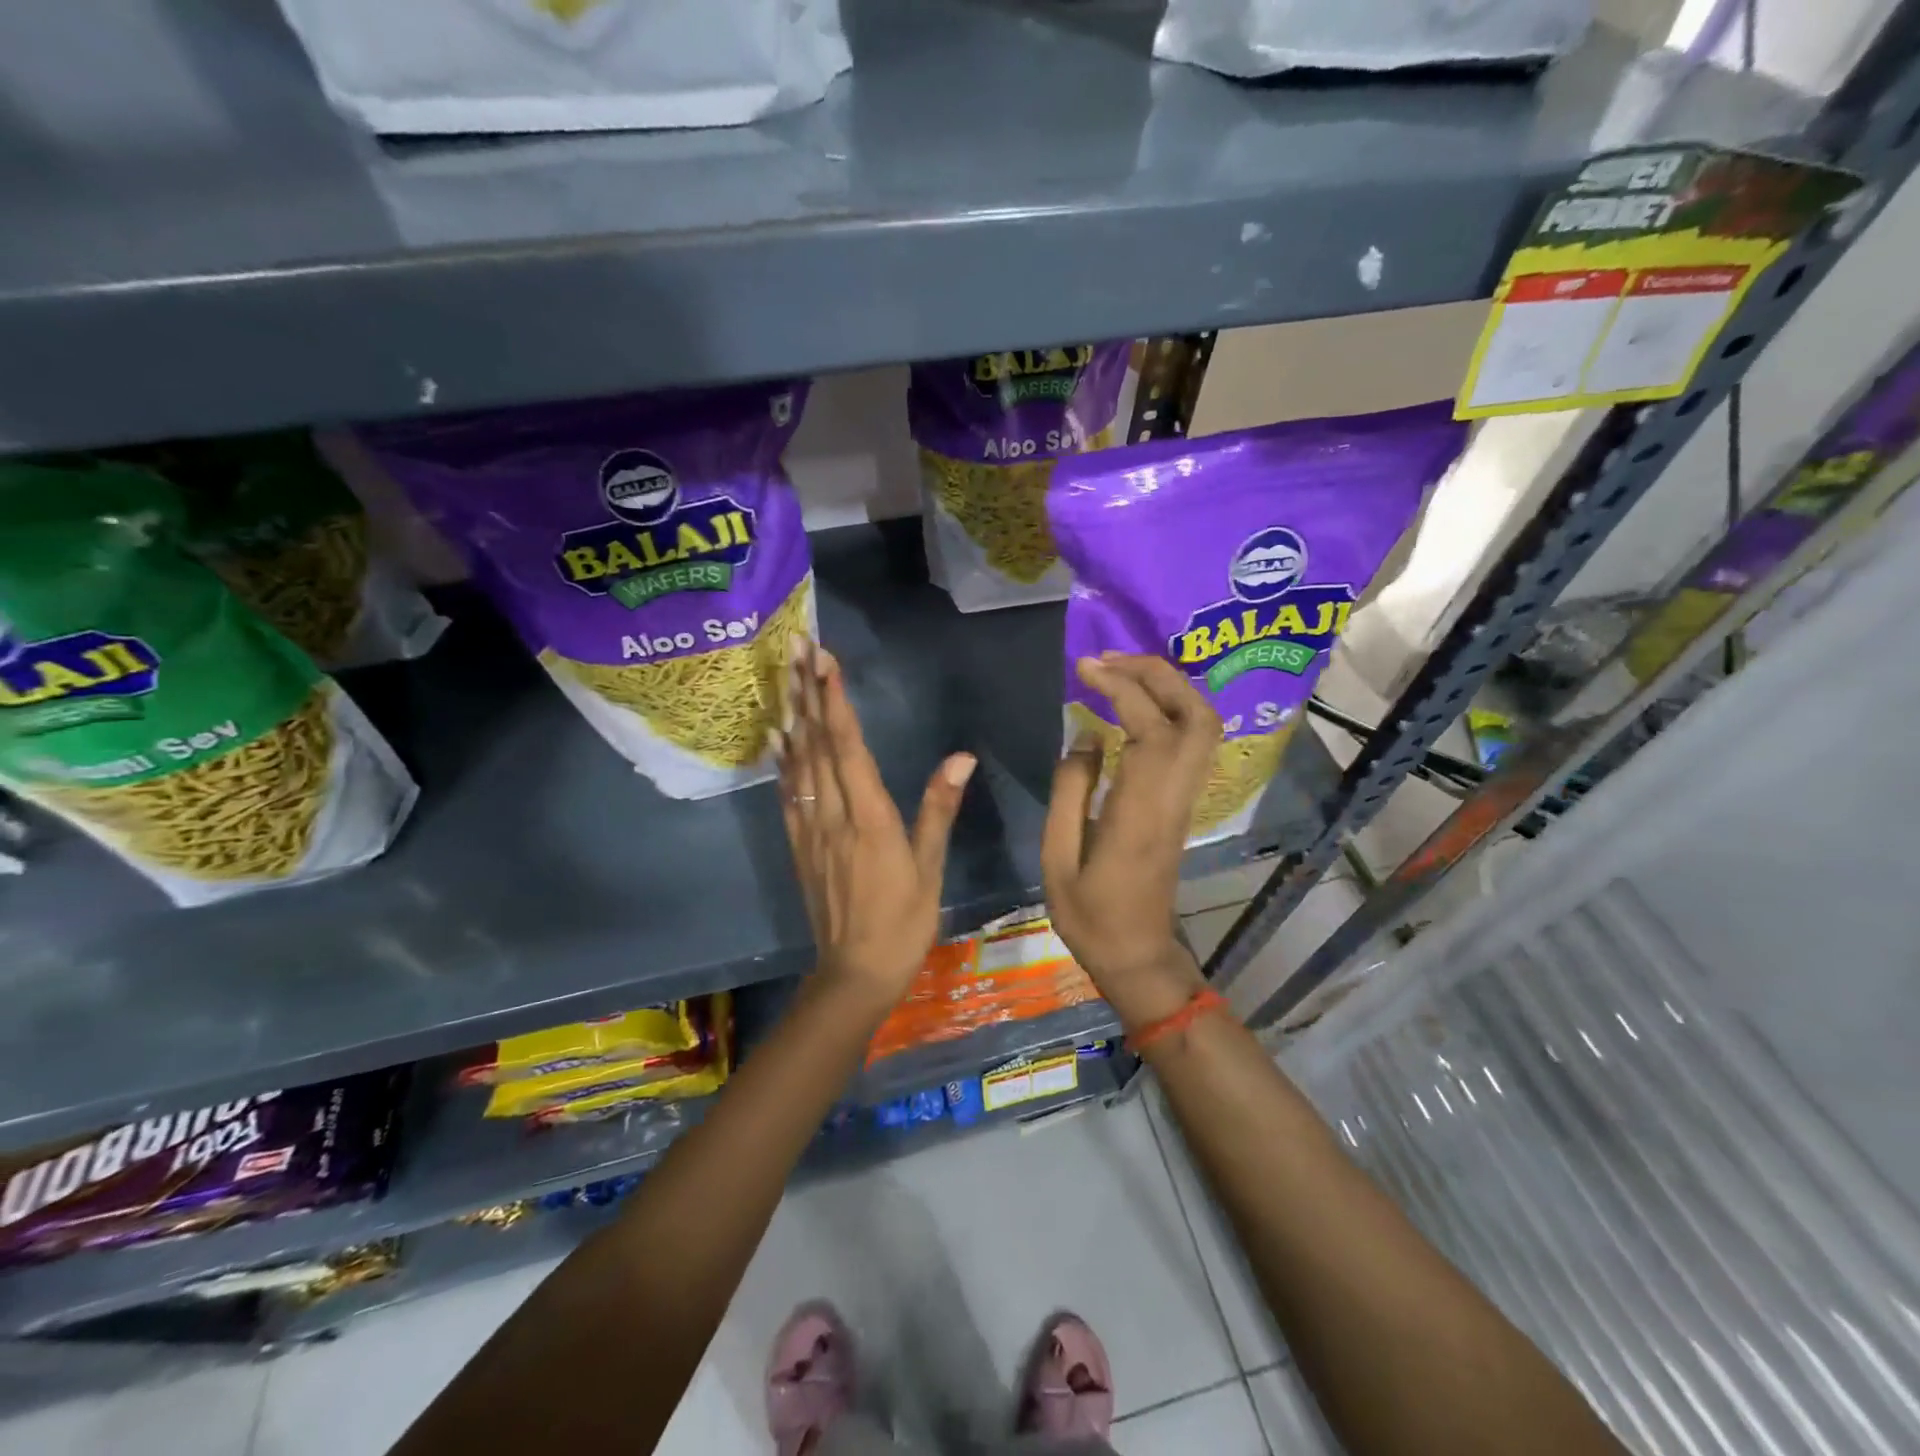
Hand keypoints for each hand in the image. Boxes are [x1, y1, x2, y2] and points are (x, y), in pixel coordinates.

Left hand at [775, 639, 975, 1011]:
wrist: (855, 972)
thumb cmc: (904, 921)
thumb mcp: (930, 866)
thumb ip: (939, 808)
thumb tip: (961, 757)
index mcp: (870, 817)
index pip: (848, 746)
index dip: (836, 701)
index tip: (825, 661)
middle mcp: (834, 815)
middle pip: (817, 744)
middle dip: (808, 693)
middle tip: (797, 648)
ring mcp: (810, 830)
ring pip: (798, 763)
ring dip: (793, 717)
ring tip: (786, 677)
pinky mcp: (798, 845)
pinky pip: (787, 794)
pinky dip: (782, 761)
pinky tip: (778, 738)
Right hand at [1042, 654, 1217, 1019]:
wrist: (1138, 956)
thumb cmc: (1090, 915)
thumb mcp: (1057, 858)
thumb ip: (1070, 791)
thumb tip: (1087, 735)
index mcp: (1140, 810)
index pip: (1149, 728)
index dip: (1121, 687)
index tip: (1085, 667)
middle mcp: (1174, 796)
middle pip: (1195, 715)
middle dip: (1158, 674)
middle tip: (1110, 659)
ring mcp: (1185, 799)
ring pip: (1203, 726)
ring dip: (1169, 688)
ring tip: (1121, 673)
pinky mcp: (1183, 804)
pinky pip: (1193, 741)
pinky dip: (1170, 709)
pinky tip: (1133, 706)